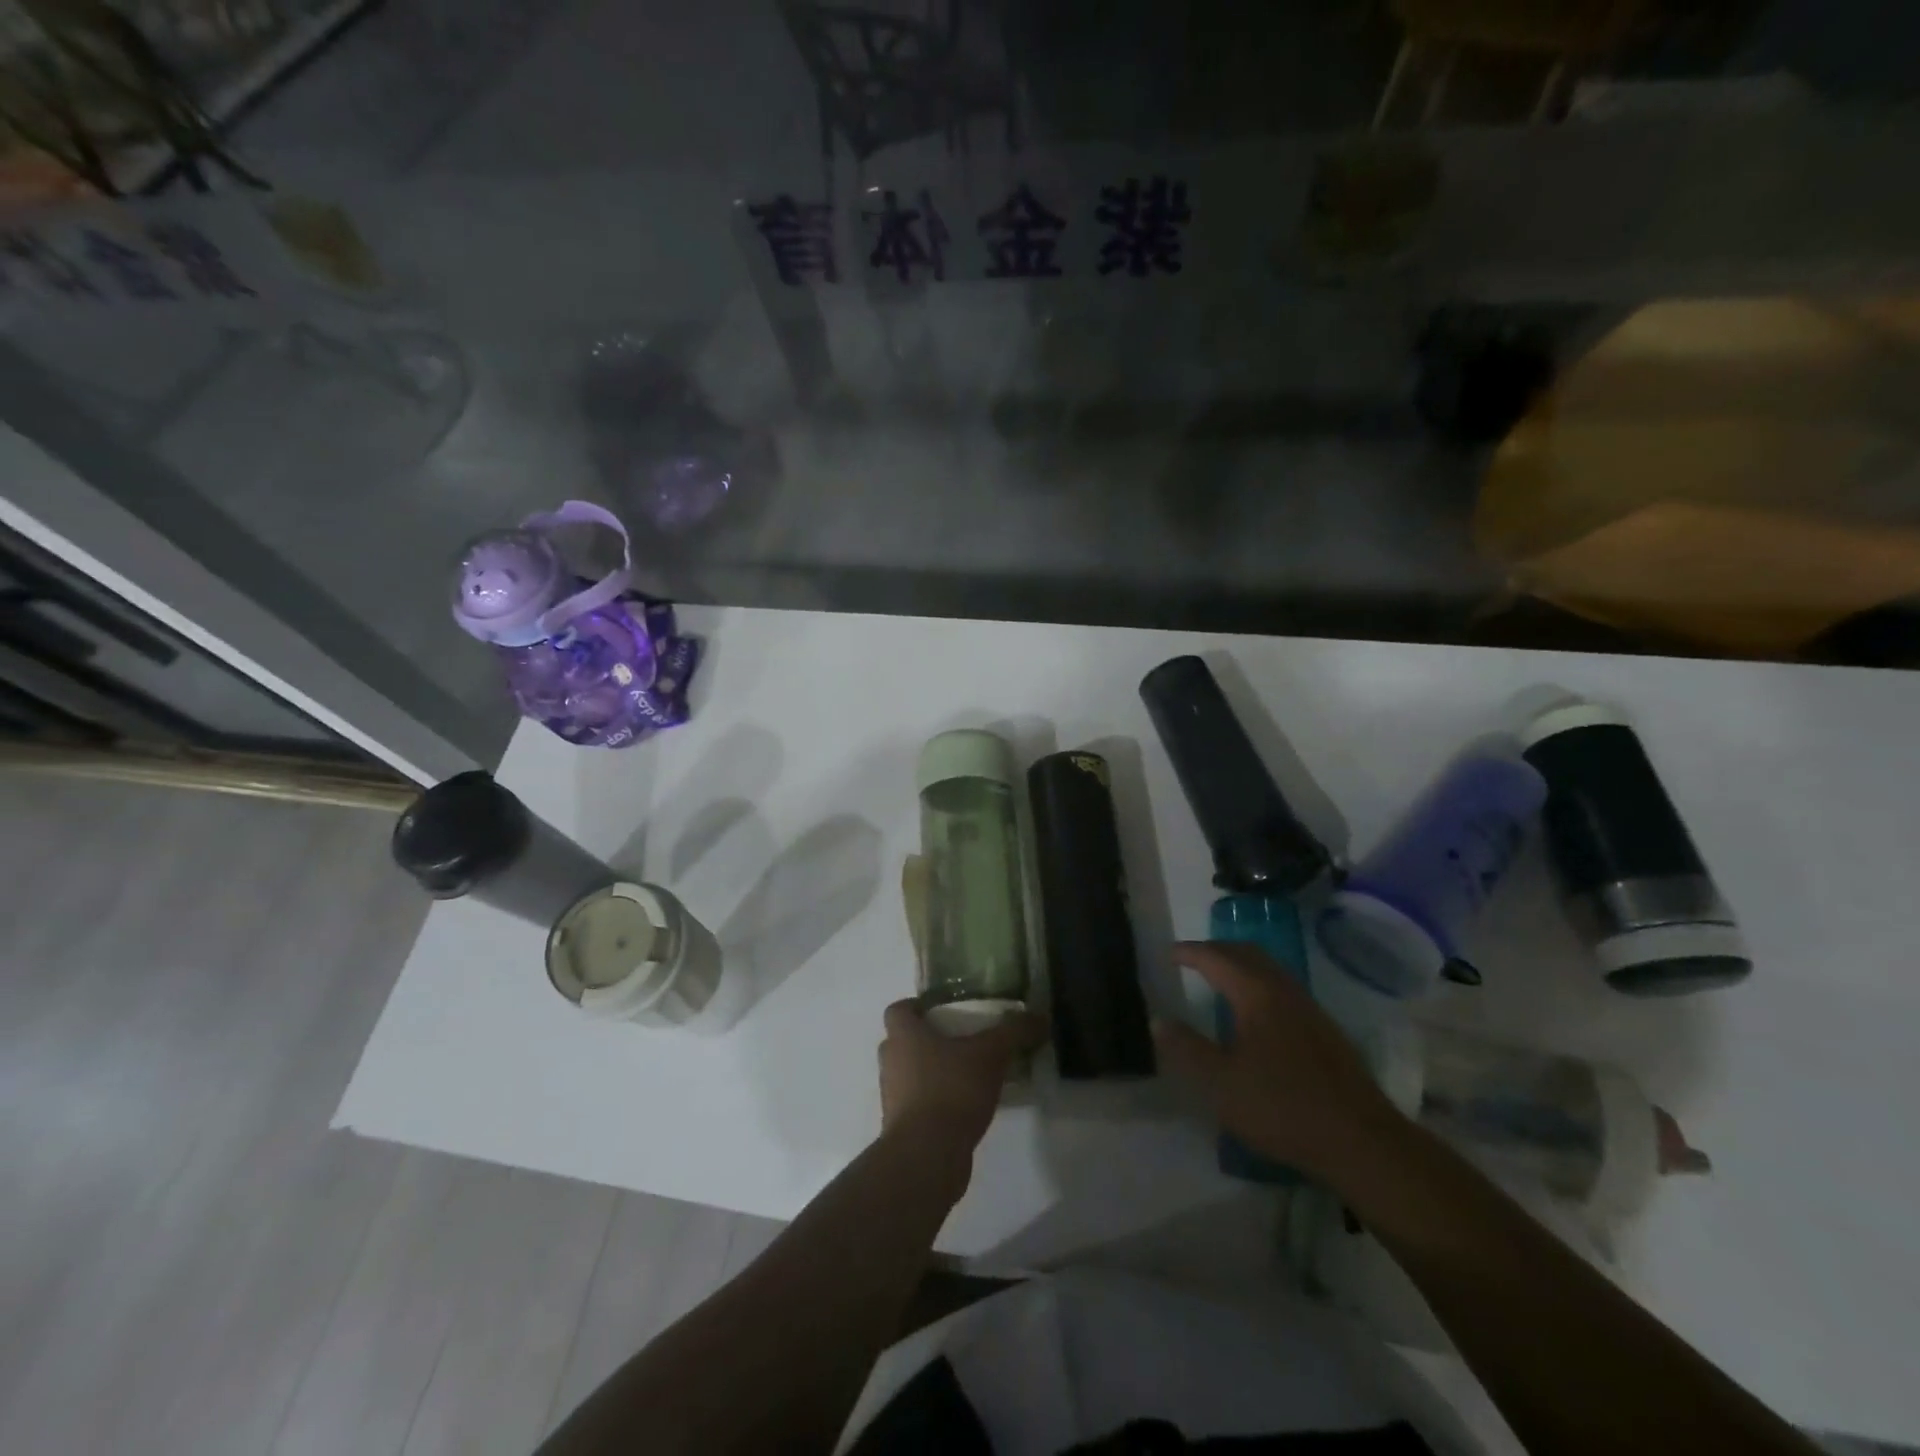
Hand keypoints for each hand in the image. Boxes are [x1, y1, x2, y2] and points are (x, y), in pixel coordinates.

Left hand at [878, 999, 1044, 1156]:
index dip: (916, 1007)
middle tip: (962, 1041)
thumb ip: (1014, 1032)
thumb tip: (1040, 1016)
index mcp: (903, 1035)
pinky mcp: (902, 1128)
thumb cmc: (951, 1090)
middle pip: (903, 1042)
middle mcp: (891, 1062)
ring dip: (933, 1073)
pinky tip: (966, 1108)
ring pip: (910, 1074)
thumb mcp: (991, 1054)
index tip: (942, 1011)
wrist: (927, 1156)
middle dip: (929, 1040)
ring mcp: (893, 1097)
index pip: (897, 1010)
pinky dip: (937, 1103)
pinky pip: (919, 1105)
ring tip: (969, 1075)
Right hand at [1153, 941, 1408, 1179]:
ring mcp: (1310, 1009)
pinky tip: (1255, 1014)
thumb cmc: (1283, 1108)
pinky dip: (1259, 984)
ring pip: (1269, 970)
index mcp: (1257, 994)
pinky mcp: (1325, 1031)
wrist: (1362, 1142)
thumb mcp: (1221, 1084)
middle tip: (1191, 959)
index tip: (1167, 953)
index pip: (1216, 958)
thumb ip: (1187, 1049)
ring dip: (1241, 966)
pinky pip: (1283, 989)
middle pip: (1247, 954)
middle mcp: (1284, 991)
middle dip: (1216, 951)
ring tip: (1218, 980)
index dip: (1189, 952)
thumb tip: (1159, 1020)